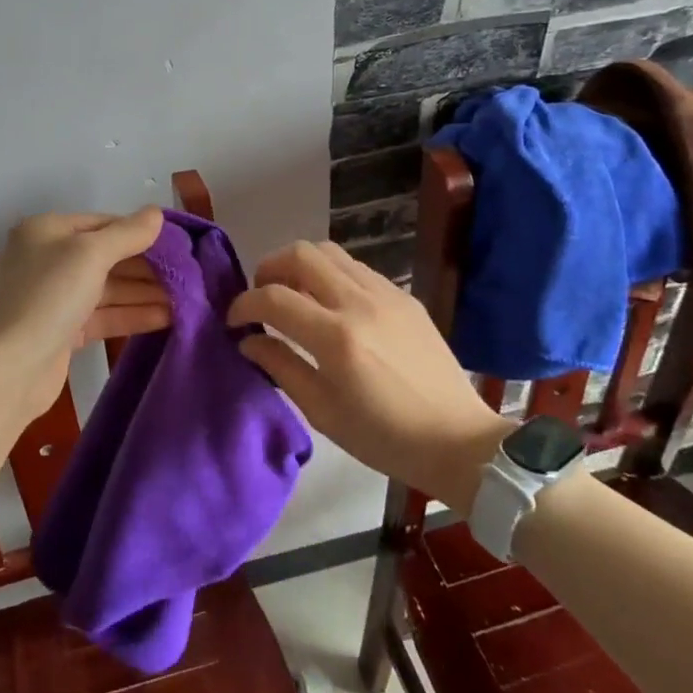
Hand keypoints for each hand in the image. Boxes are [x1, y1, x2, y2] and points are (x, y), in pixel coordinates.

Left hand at [0, 208, 169, 425]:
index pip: (105, 223)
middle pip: (110, 256)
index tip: (182, 244)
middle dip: (149, 266)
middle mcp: (50, 258)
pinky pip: (106, 314)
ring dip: (147, 292)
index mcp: (48, 231)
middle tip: (191, 274)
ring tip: (189, 298)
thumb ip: (127, 233)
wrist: (8, 371)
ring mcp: (57, 296)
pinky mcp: (65, 330)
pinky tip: (168, 317)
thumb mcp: (89, 255)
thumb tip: (157, 214)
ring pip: (110, 288)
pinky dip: (134, 314)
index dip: (143, 232)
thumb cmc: (48, 299)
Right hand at [228, 240, 504, 510]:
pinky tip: (331, 305)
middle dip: (269, 268)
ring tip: (294, 295)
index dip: (244, 304)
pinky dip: (331, 274)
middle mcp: (359, 302)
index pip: (274, 297)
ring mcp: (386, 293)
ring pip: (329, 251)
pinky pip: (356, 267)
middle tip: (262, 297)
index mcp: (336, 337)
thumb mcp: (322, 412)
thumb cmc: (384, 438)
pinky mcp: (404, 296)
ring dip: (300, 266)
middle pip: (300, 253)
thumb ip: (280, 366)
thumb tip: (248, 339)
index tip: (235, 320)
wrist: (458, 441)